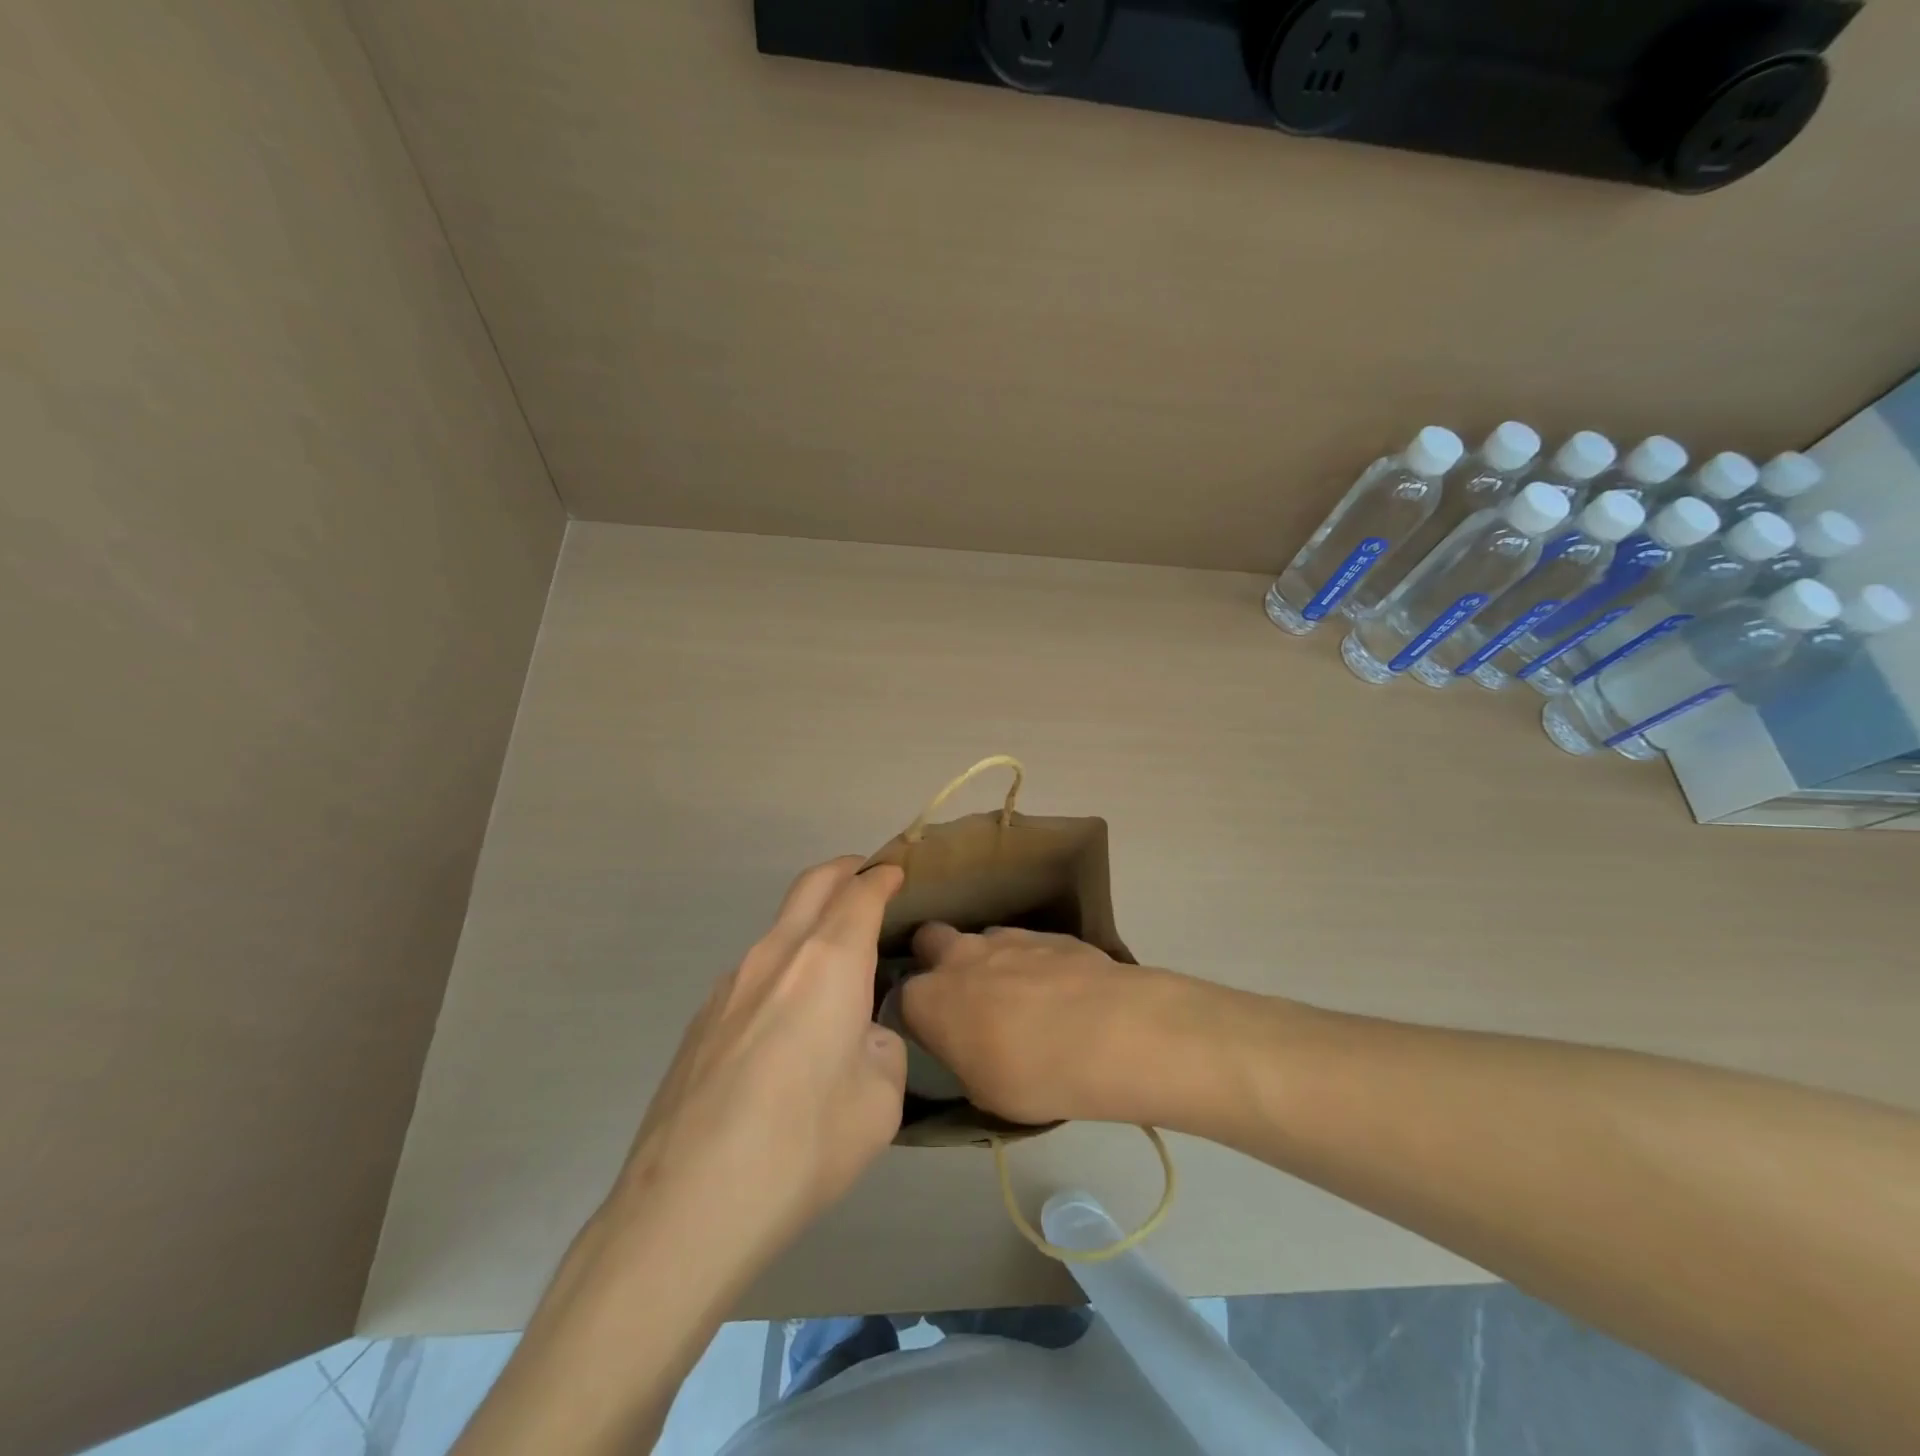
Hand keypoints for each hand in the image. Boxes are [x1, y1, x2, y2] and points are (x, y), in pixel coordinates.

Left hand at [608, 857, 907, 1271]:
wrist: (686, 1207)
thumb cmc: (802, 1146)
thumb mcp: (880, 1101)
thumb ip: (883, 1049)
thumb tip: (862, 1037)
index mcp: (828, 962)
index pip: (860, 893)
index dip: (883, 877)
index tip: (898, 872)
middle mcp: (776, 955)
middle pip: (812, 886)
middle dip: (844, 871)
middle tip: (868, 879)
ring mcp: (729, 984)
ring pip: (779, 929)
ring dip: (811, 924)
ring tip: (835, 966)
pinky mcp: (701, 1019)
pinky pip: (753, 973)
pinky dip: (783, 969)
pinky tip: (787, 1025)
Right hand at [902, 923, 1202, 1127]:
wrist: (1109, 1032)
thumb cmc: (1033, 1076)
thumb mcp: (984, 1092)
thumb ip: (964, 1059)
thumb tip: (969, 1047)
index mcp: (929, 998)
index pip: (904, 997)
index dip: (919, 1013)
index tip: (937, 1032)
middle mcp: (959, 956)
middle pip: (930, 940)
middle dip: (938, 959)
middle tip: (965, 995)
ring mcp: (1005, 937)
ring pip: (981, 939)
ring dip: (990, 961)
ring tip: (1021, 997)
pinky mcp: (1047, 932)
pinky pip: (1026, 944)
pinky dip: (1033, 962)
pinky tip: (1059, 991)